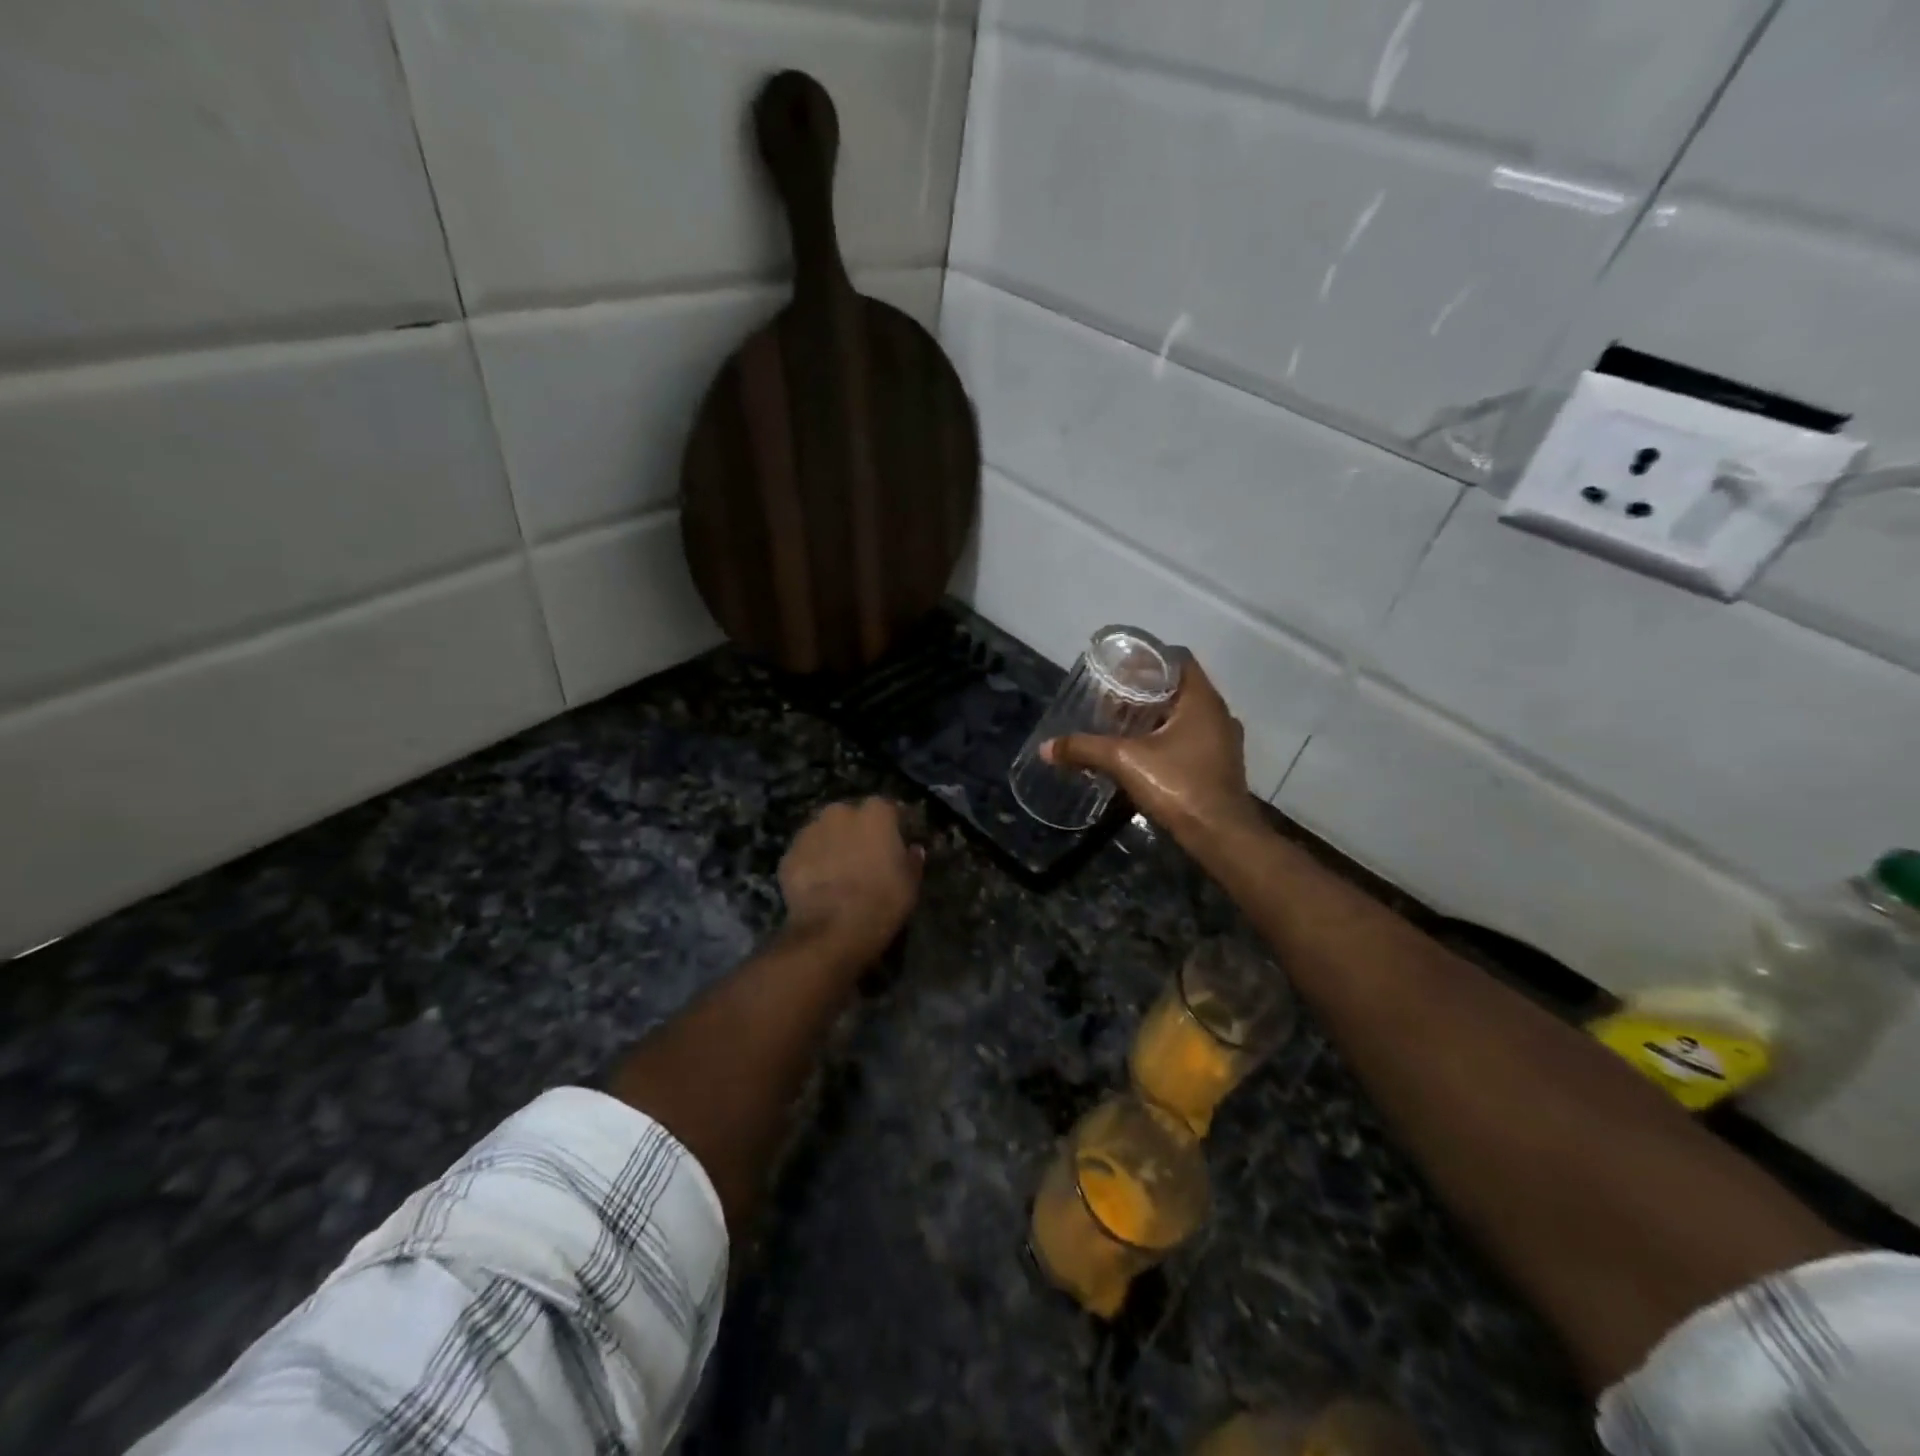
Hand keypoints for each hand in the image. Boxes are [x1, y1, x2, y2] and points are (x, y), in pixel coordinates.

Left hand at [778, 798, 923, 961]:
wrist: (832, 931)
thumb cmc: (882, 901)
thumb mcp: (911, 884)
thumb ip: (912, 860)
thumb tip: (912, 849)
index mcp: (875, 813)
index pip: (888, 809)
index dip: (892, 827)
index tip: (895, 843)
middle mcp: (840, 812)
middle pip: (851, 817)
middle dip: (856, 832)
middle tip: (864, 858)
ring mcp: (809, 831)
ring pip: (824, 833)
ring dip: (831, 845)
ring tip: (837, 873)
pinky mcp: (788, 854)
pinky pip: (805, 854)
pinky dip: (811, 864)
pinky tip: (818, 886)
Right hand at [1043, 659, 1259, 844]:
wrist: (1221, 836)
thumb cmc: (1179, 786)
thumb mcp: (1125, 762)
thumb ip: (1086, 749)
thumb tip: (1046, 747)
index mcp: (1202, 700)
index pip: (1177, 660)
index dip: (1147, 659)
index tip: (1119, 668)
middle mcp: (1217, 714)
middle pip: (1178, 688)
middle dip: (1144, 691)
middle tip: (1111, 698)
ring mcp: (1222, 741)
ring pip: (1185, 715)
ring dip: (1155, 716)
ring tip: (1121, 725)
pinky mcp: (1219, 765)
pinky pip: (1190, 738)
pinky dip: (1166, 738)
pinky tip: (1141, 753)